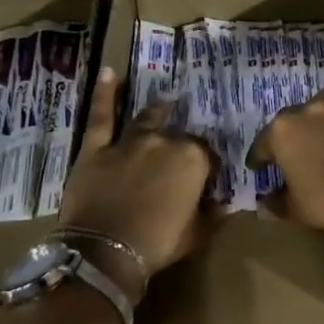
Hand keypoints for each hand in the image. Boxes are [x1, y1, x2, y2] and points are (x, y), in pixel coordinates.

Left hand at [59, 67, 212, 282]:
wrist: (105, 252)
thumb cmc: (158, 244)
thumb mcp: (196, 233)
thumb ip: (212, 213)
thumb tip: (226, 203)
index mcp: (193, 160)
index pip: (207, 155)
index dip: (207, 167)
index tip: (205, 179)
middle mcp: (165, 142)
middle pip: (178, 137)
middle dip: (182, 145)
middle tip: (180, 157)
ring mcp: (129, 142)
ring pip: (148, 120)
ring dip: (158, 111)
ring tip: (166, 101)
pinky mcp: (97, 148)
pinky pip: (102, 116)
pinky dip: (105, 93)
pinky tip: (109, 71)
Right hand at [251, 69, 323, 238]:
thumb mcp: (294, 210)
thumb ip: (277, 202)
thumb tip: (266, 202)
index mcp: (283, 132)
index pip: (263, 145)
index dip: (259, 159)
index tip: (258, 169)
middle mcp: (310, 112)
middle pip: (294, 120)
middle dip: (290, 136)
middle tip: (293, 155)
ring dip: (321, 110)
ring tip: (321, 123)